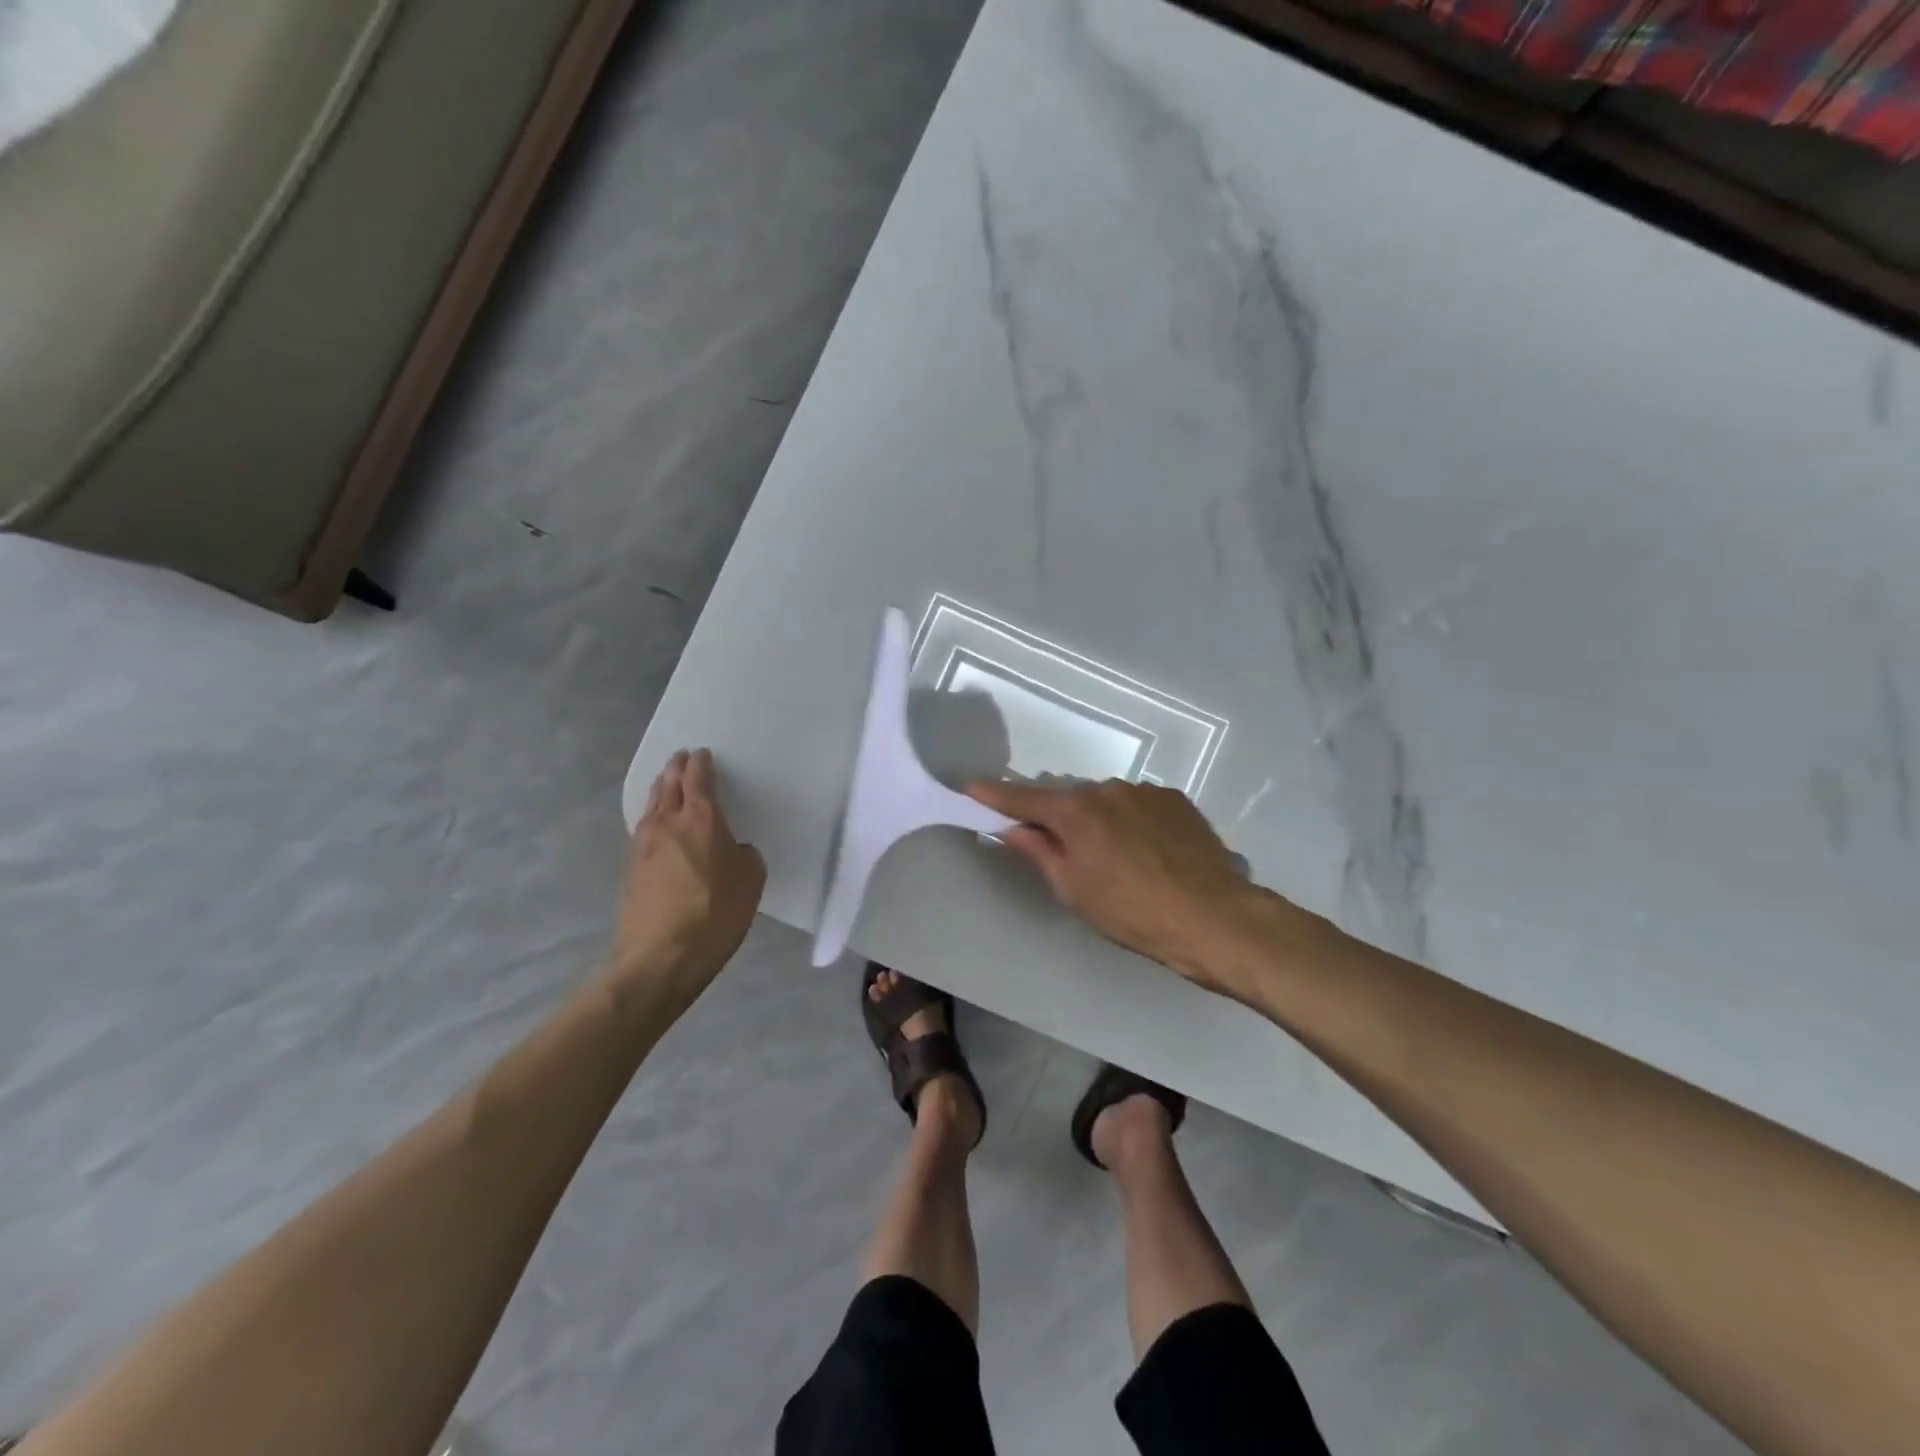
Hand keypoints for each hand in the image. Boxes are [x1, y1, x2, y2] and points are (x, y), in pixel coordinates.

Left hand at [612, 748, 765, 997]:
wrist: (659, 957)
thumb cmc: (715, 915)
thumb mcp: (751, 881)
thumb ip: (744, 855)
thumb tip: (732, 849)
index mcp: (702, 820)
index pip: (698, 779)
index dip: (701, 763)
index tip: (702, 753)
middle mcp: (668, 823)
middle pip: (668, 784)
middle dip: (676, 768)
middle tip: (681, 758)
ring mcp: (643, 845)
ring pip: (651, 804)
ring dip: (661, 788)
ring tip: (667, 782)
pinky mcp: (631, 868)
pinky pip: (644, 827)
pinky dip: (653, 815)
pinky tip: (657, 823)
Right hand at [966, 776, 1266, 991]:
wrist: (1214, 917)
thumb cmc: (1132, 913)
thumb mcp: (1074, 891)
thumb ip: (1040, 853)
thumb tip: (1012, 829)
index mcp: (1076, 812)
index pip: (1024, 799)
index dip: (995, 795)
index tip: (970, 785)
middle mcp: (1108, 789)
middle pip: (1069, 800)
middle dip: (1060, 819)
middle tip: (1066, 853)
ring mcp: (1145, 791)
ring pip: (1106, 802)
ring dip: (1100, 822)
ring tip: (1119, 860)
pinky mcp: (1175, 799)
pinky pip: (1138, 806)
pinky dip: (1131, 822)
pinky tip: (1148, 852)